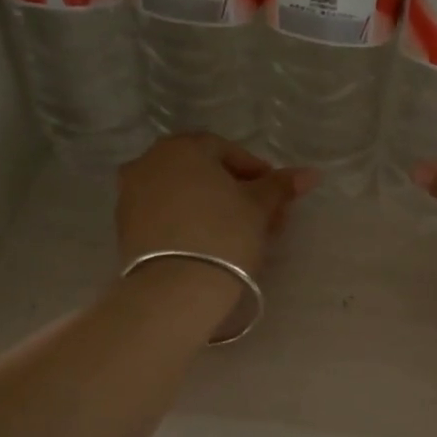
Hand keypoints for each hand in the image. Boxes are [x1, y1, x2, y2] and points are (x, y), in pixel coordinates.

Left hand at [116, 134, 315, 281]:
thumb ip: (280, 186)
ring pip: (183, 194)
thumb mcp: (259, 207)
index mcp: (181, 147)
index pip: (227, 151)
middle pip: (203, 172)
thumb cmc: (223, 235)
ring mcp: (131, 195)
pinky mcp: (125, 228)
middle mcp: (149, 162)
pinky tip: (210, 244)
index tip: (276, 197)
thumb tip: (311, 173)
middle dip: (235, 191)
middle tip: (263, 218)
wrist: (175, 289)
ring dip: (212, 207)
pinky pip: (166, 215)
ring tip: (240, 234)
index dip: (257, 172)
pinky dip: (189, 222)